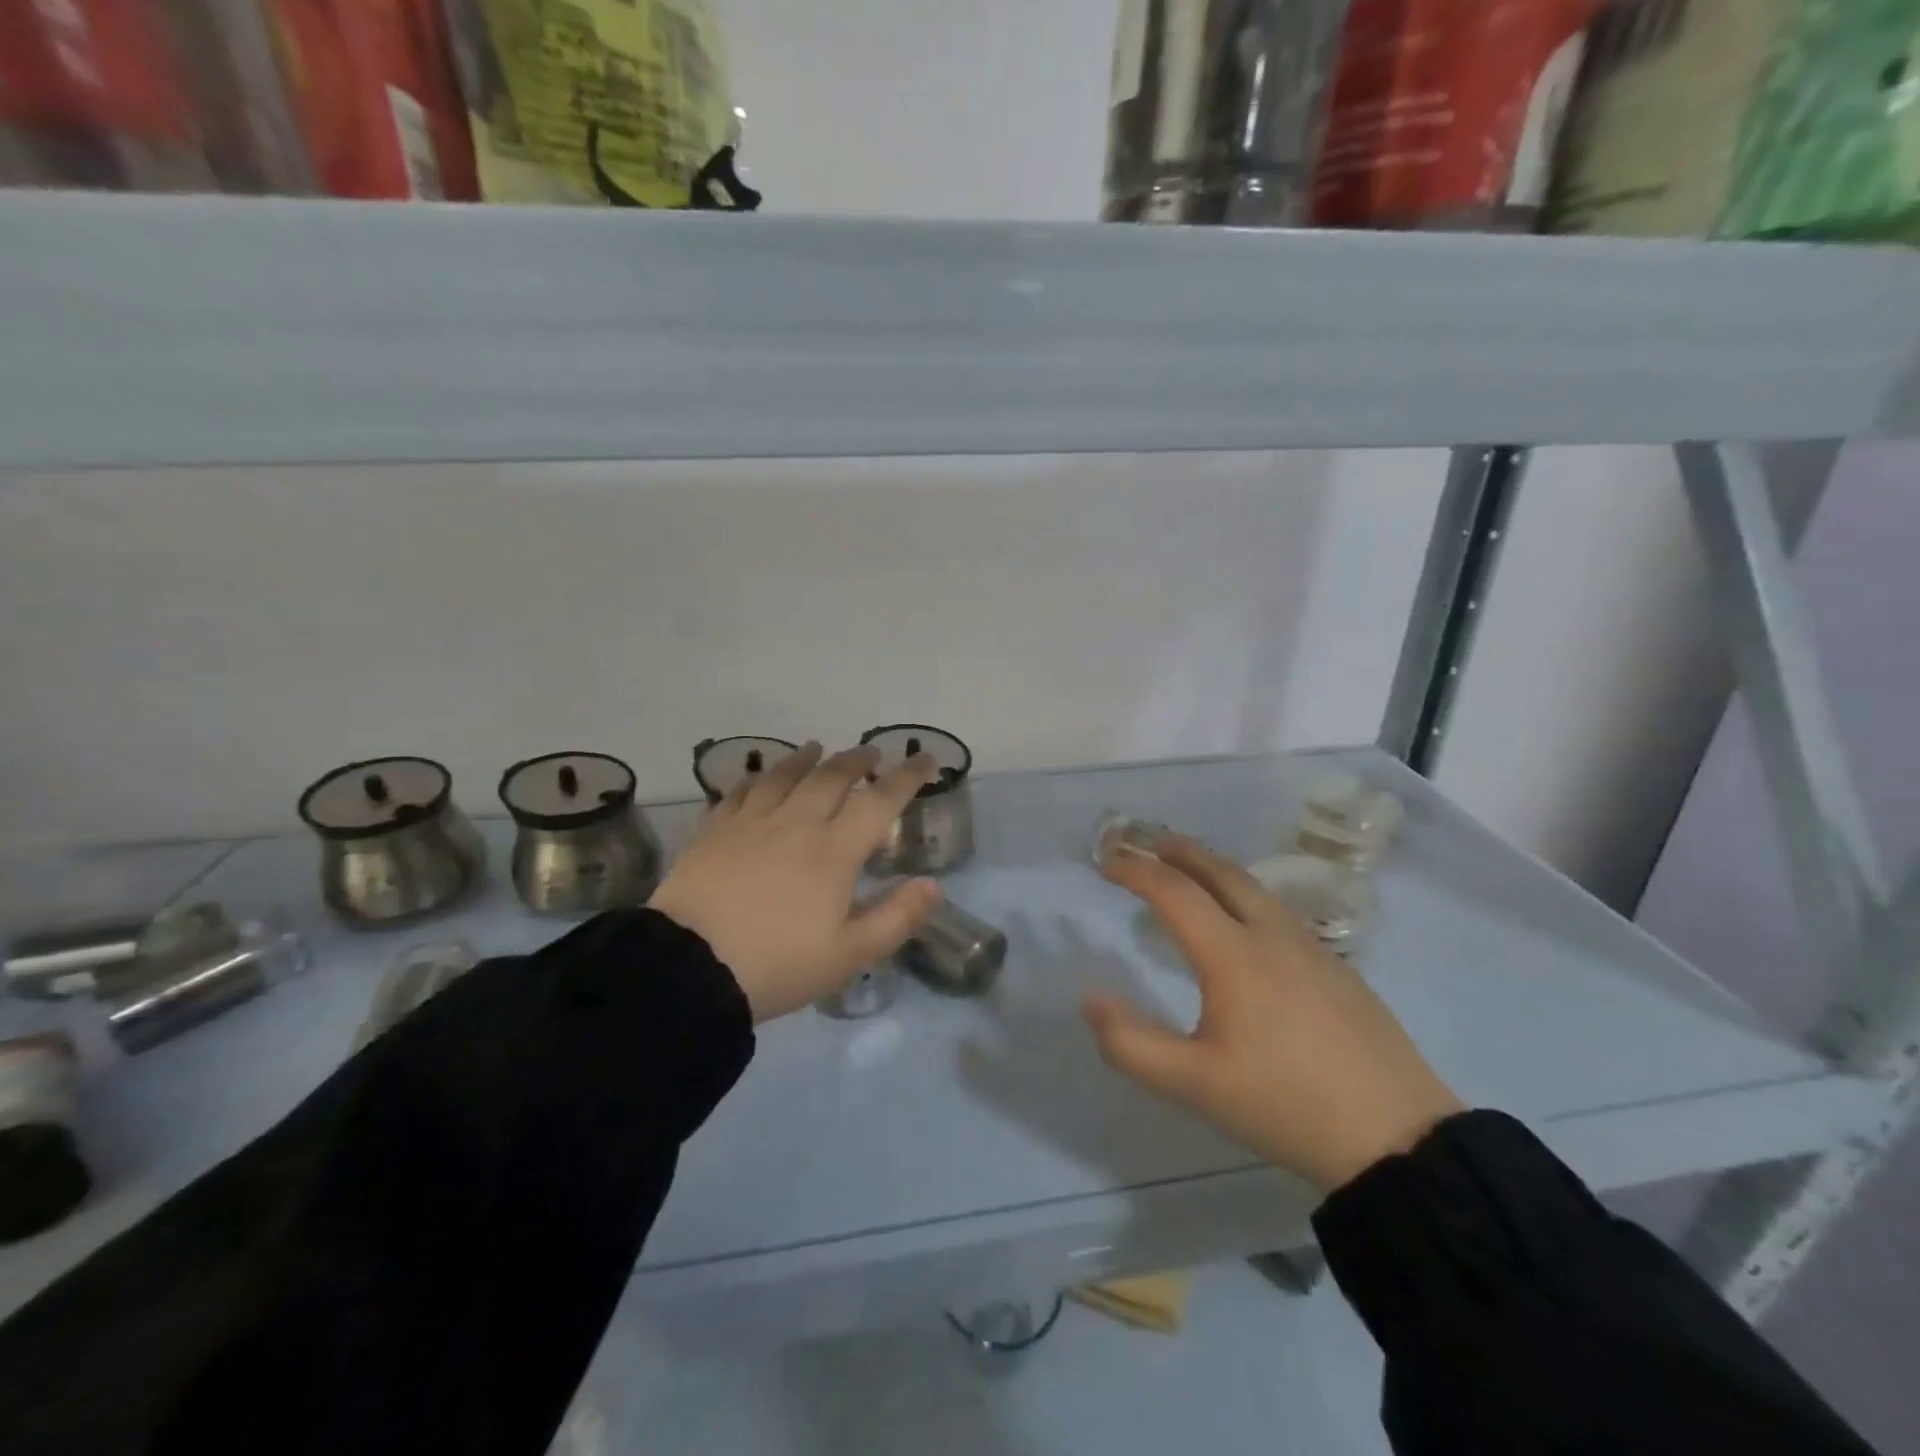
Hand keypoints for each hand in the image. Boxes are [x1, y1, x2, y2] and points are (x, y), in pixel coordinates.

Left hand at [649, 742, 943, 1020]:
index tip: (926, 759)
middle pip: (831, 777)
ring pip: (784, 775)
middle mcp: (796, 823)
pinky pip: (740, 792)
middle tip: (870, 754)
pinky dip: (757, 778)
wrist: (689, 969)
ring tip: (817, 748)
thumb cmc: (777, 964)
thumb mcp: (849, 955)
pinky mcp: (714, 832)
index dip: (907, 777)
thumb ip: (896, 918)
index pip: (880, 800)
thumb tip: (933, 885)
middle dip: (856, 760)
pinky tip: (759, 777)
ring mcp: (751, 823)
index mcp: (834, 850)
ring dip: (806, 758)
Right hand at [1083, 831, 1462, 1191]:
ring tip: (1190, 873)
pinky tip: (1245, 924)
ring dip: (1213, 869)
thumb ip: (1131, 1044)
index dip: (1135, 870)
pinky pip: (1278, 911)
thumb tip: (1091, 999)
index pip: (1174, 892)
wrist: (1398, 1137)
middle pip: (1219, 872)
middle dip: (1178, 850)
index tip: (1106, 862)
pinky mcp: (1338, 968)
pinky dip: (1244, 896)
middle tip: (1147, 842)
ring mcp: (1311, 948)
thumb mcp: (1194, 1086)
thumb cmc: (1285, 1105)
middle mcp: (1271, 935)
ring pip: (1254, 888)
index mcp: (1232, 955)